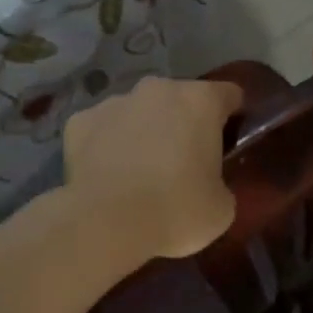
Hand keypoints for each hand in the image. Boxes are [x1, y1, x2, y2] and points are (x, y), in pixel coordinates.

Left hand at [62, 76, 243, 265]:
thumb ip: (221, 183)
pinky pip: (101, 128)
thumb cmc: (176, 209)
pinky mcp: (79, 121)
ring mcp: (115, 101)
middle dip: (183, 123)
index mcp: (201, 100)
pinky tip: (106, 175)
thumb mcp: (221, 207)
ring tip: (139, 172)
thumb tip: (210, 184)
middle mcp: (159, 89)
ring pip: (138, 111)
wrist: (105, 223)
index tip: (228, 141)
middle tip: (183, 162)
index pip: (230, 95)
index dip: (233, 116)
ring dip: (144, 131)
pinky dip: (106, 144)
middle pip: (180, 99)